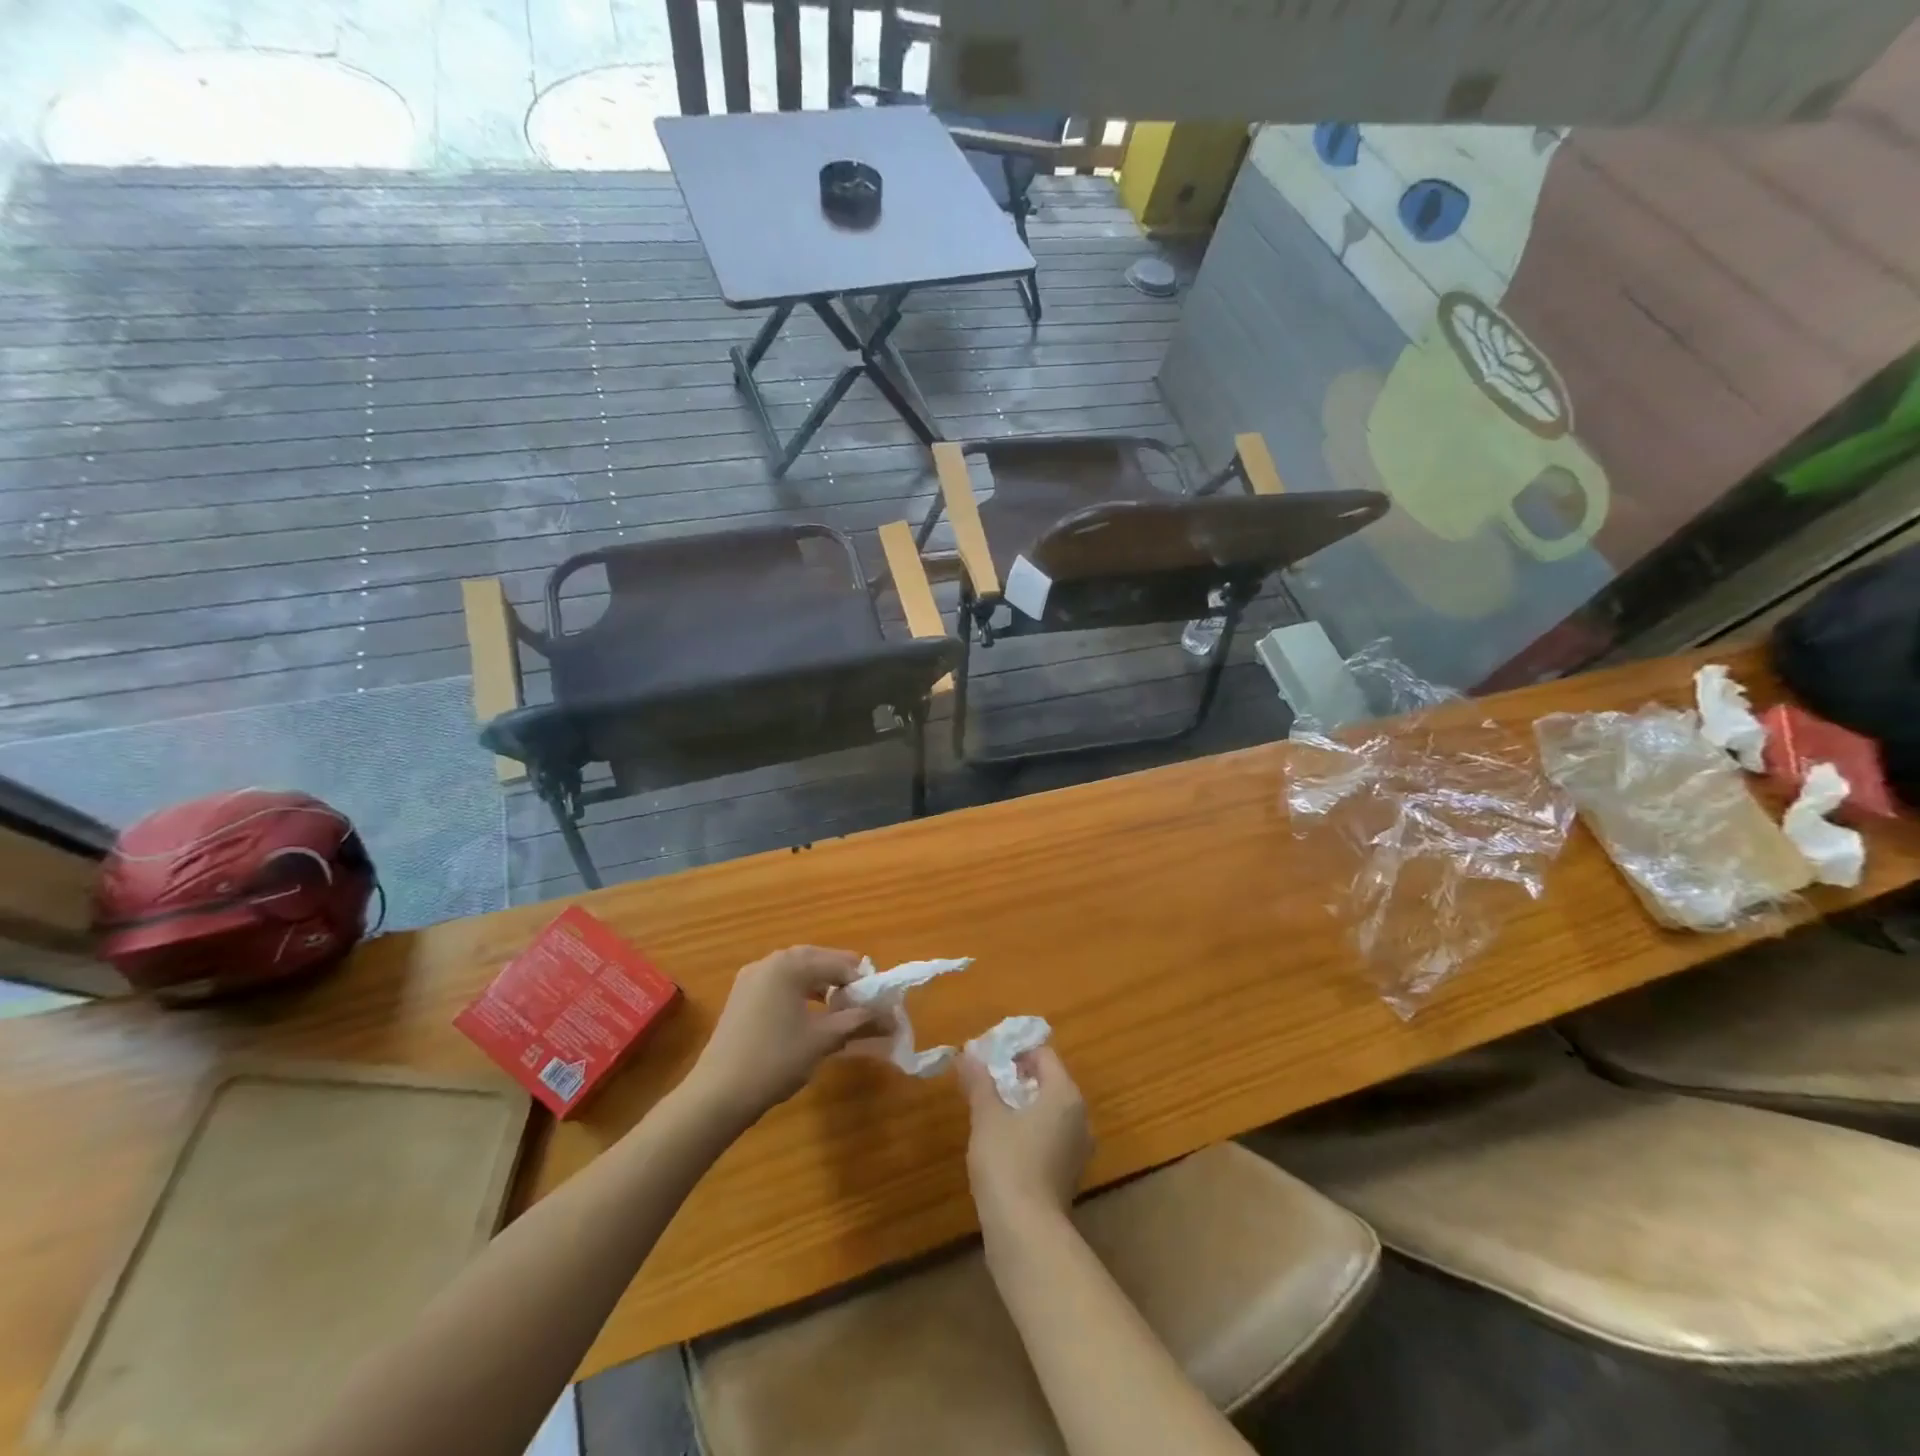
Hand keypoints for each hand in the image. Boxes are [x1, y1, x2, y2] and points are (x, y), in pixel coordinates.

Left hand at [686, 946, 875, 1125]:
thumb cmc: (775, 1060)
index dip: (864, 982)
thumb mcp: (822, 1040)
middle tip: (864, 1003)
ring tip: (841, 1009)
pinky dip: (800, 992)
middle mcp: (770, 961)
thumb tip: (891, 1018)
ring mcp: (751, 977)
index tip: (881, 1003)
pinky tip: (810, 1016)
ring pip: (797, 971)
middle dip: (843, 979)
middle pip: (817, 960)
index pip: (839, 963)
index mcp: (790, 964)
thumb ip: (858, 1021)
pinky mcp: (741, 996)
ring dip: (822, 985)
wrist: (718, 1095)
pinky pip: (780, 983)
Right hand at [960, 1046, 1091, 1228]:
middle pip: (1048, 1081)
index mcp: (1065, 1094)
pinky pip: (1049, 1136)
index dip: (1014, 1050)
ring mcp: (1077, 1148)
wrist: (1026, 1234)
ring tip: (988, 1109)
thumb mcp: (987, 1116)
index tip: (986, 1057)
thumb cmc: (1007, 1162)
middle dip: (1016, 1077)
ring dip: (1021, 1105)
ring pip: (1049, 1111)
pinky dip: (1028, 1130)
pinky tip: (1001, 1142)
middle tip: (983, 1080)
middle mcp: (1080, 1116)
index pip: (1043, 1054)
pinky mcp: (1068, 1174)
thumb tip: (967, 1053)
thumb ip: (979, 1081)